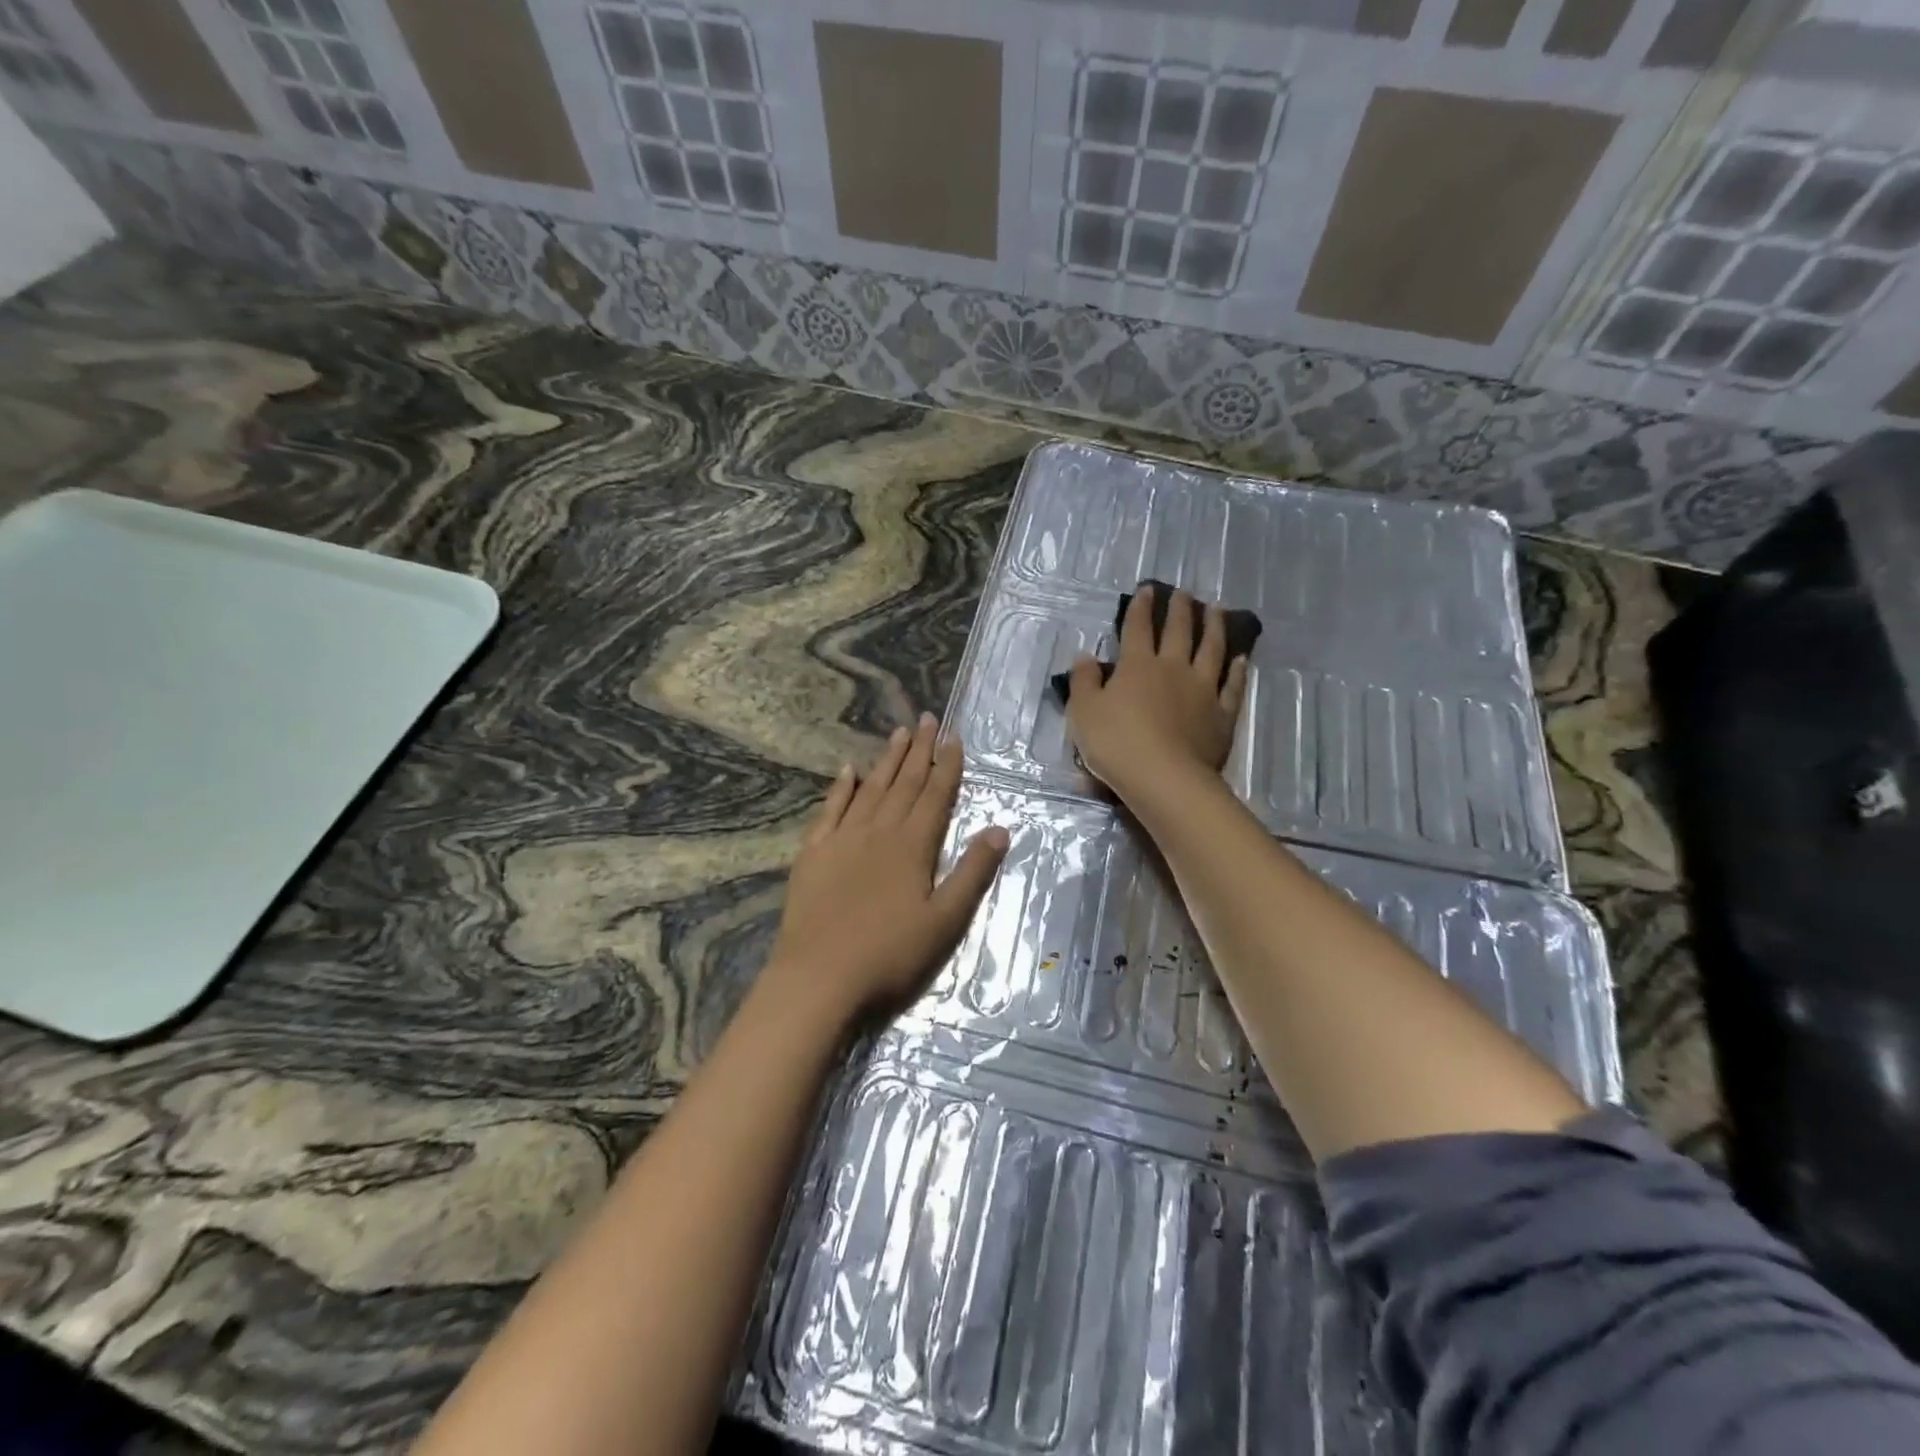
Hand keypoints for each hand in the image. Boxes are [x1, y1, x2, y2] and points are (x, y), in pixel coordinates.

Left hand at [766, 714, 1008, 1025]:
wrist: (818, 978)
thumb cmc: (889, 955)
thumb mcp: (945, 921)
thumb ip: (972, 872)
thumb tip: (999, 828)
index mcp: (913, 846)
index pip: (935, 795)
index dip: (947, 765)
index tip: (953, 737)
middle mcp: (878, 831)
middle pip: (904, 783)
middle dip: (919, 751)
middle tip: (927, 719)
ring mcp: (842, 840)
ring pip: (870, 789)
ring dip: (886, 761)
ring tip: (898, 734)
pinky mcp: (813, 854)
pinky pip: (830, 810)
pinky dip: (841, 788)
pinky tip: (848, 771)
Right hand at [1066, 585, 1248, 807]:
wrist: (1164, 778)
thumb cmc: (1116, 744)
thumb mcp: (1084, 712)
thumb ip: (1083, 681)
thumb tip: (1084, 656)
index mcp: (1137, 666)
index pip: (1137, 628)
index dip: (1140, 607)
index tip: (1147, 590)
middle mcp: (1173, 668)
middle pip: (1178, 631)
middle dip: (1180, 609)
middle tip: (1184, 594)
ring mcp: (1203, 690)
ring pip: (1211, 650)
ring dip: (1214, 627)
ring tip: (1217, 610)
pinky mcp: (1222, 714)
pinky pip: (1233, 685)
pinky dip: (1237, 670)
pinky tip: (1241, 658)